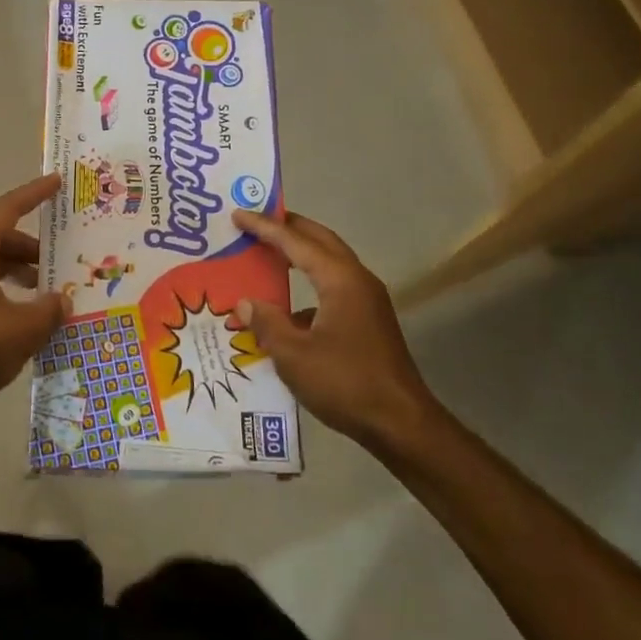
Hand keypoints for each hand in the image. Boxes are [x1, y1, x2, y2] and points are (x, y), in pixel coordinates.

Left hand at [0, 174, 70, 416]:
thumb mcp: (23, 328)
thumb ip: (50, 309)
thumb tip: (63, 301)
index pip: (8, 209)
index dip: (35, 194)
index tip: (56, 182)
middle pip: (1, 238)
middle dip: (34, 248)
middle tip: (64, 259)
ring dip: (21, 272)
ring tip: (50, 293)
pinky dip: (6, 290)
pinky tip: (24, 316)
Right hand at [233, 209, 440, 451]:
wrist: (402, 425)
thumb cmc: (345, 383)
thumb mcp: (293, 355)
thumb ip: (266, 322)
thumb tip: (245, 303)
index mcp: (339, 280)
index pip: (295, 242)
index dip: (264, 227)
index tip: (238, 214)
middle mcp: (357, 281)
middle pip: (320, 241)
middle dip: (289, 228)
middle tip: (257, 221)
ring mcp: (367, 302)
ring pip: (329, 263)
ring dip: (300, 254)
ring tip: (269, 254)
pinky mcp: (369, 322)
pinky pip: (333, 288)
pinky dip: (309, 285)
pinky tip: (286, 308)